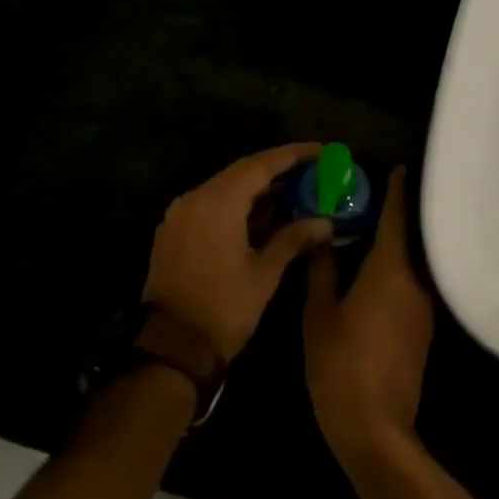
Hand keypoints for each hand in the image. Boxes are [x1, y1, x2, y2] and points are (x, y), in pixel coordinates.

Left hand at [142, 143, 333, 361]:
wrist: (173, 346)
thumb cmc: (224, 308)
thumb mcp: (265, 273)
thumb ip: (294, 239)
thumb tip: (325, 222)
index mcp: (217, 202)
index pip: (261, 165)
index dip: (293, 155)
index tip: (321, 151)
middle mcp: (195, 198)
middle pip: (241, 172)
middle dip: (277, 170)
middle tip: (311, 171)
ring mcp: (180, 214)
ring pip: (224, 188)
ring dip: (257, 189)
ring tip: (293, 190)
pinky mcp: (174, 231)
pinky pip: (210, 205)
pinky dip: (237, 205)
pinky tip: (262, 215)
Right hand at [303, 167, 434, 466]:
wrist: (374, 427)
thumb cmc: (340, 364)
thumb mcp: (319, 313)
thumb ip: (322, 270)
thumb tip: (322, 238)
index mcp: (389, 271)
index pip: (396, 219)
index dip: (396, 191)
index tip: (399, 168)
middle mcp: (415, 283)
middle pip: (408, 240)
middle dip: (393, 217)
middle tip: (371, 198)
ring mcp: (424, 309)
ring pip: (411, 264)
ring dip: (395, 246)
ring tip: (370, 231)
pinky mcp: (423, 330)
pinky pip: (411, 286)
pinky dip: (396, 271)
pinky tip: (375, 273)